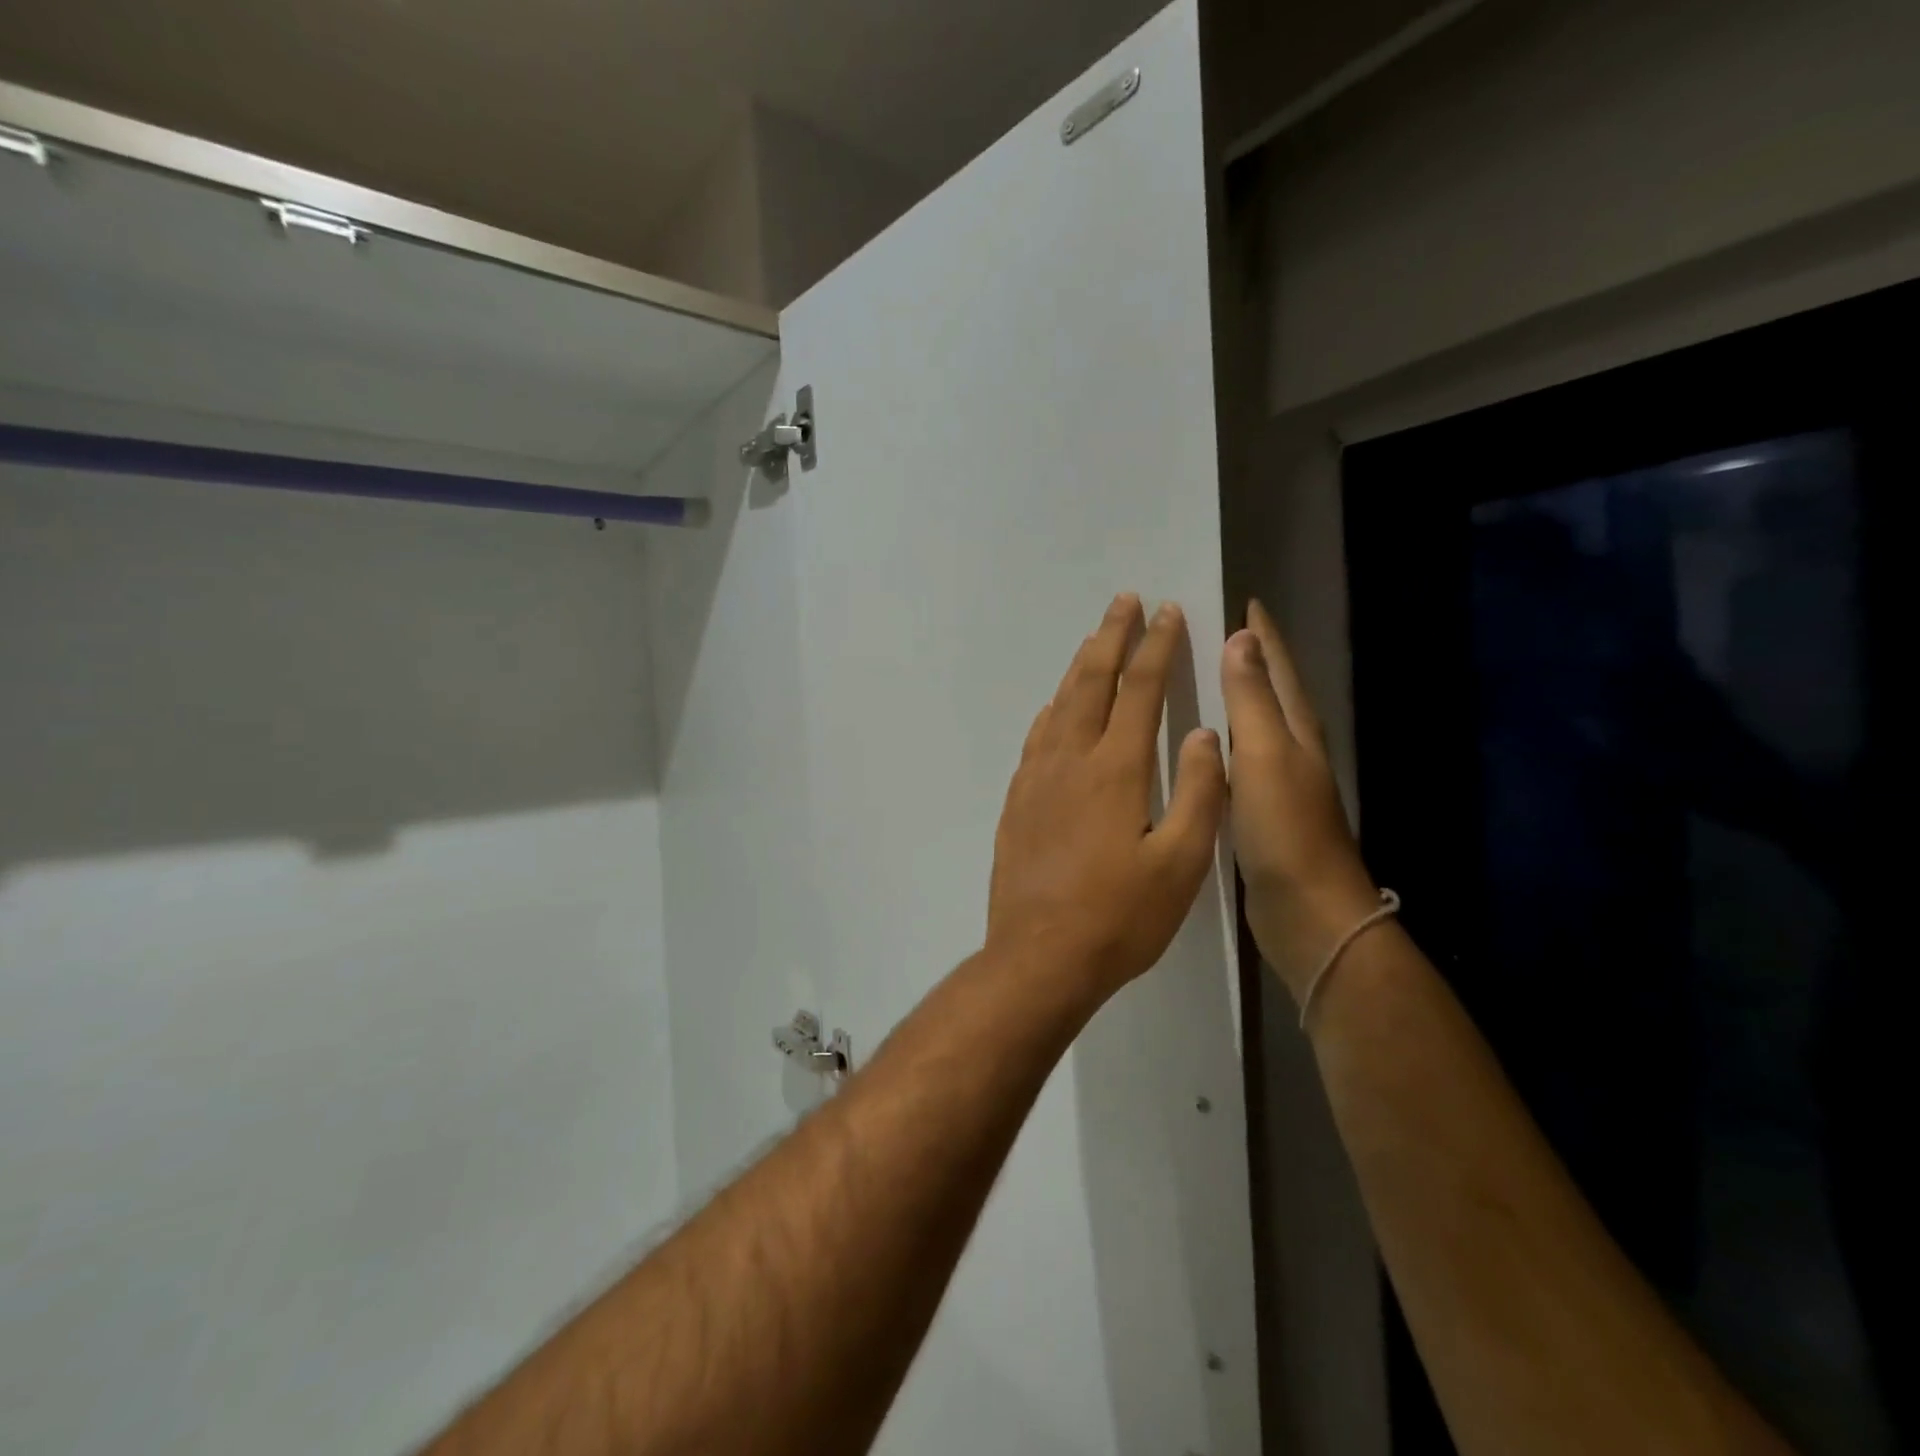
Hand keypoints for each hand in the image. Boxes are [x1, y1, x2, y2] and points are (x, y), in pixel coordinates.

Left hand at [987, 594, 1227, 998]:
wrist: (1038, 957)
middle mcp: (1070, 760)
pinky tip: (1054, 708)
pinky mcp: (1016, 802)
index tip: (1167, 612)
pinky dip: (1051, 710)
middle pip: (1091, 681)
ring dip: (1079, 666)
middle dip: (1111, 636)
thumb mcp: (1181, 863)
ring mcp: (1036, 779)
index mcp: (1116, 769)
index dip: (1156, 647)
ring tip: (1094, 640)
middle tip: (1125, 601)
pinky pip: (1036, 737)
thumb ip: (1200, 793)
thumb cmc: (1119, 917)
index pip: (1140, 690)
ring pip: (1059, 704)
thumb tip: (1206, 734)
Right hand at [1222, 601, 1381, 1004]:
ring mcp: (1278, 783)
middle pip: (1270, 689)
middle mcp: (1291, 749)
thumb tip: (1242, 638)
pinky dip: (1222, 740)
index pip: (1278, 666)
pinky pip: (1238, 759)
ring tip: (1199, 678)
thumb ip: (1251, 699)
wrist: (1308, 912)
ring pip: (1253, 724)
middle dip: (1247, 658)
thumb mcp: (1265, 755)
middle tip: (1209, 632)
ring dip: (1233, 698)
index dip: (1262, 634)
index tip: (1243, 600)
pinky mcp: (1261, 812)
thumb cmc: (1285, 829)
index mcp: (1295, 730)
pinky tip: (1199, 747)